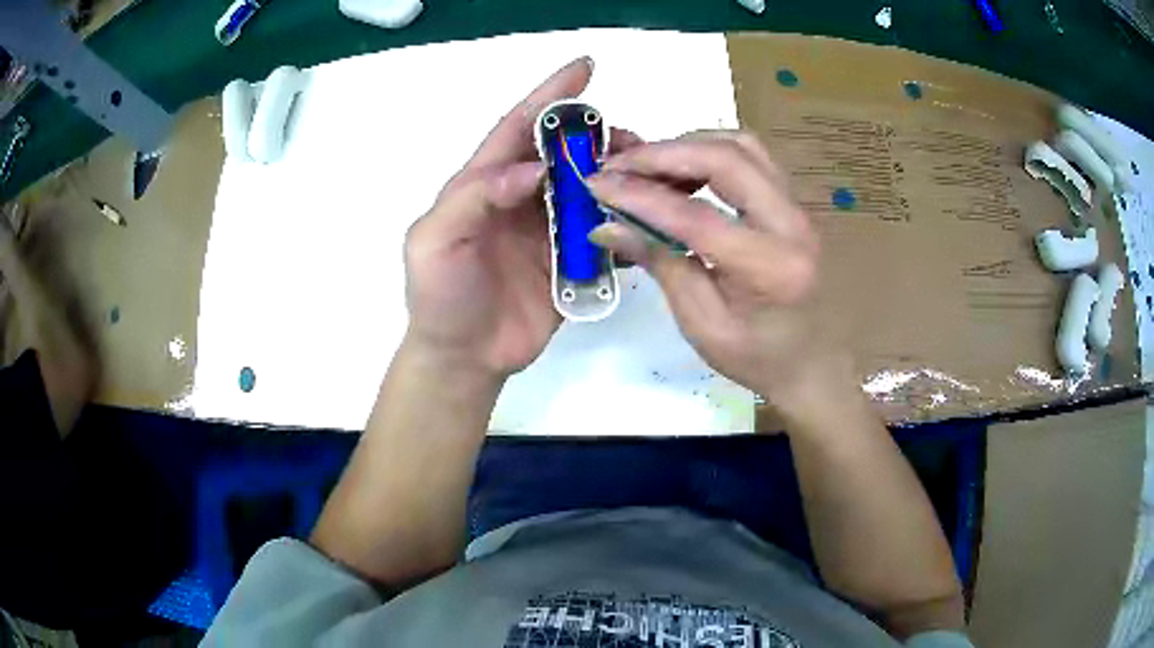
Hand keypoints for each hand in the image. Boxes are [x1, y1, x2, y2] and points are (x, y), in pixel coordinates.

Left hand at [403, 57, 642, 380]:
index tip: (585, 69)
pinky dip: (626, 219)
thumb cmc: (440, 296)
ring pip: (589, 186)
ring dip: (617, 174)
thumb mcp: (436, 240)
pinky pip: (602, 230)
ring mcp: (547, 228)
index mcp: (484, 183)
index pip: (519, 127)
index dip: (550, 95)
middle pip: (564, 152)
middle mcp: (520, 197)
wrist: (465, 357)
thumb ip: (475, 198)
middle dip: (597, 137)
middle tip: (632, 140)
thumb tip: (532, 168)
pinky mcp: (571, 259)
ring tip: (647, 173)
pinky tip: (649, 213)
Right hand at [586, 131, 840, 407]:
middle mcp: (792, 224)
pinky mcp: (792, 201)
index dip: (640, 195)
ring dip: (688, 145)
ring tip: (648, 167)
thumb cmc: (757, 357)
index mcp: (770, 267)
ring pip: (741, 145)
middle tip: (617, 166)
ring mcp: (798, 207)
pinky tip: (683, 171)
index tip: (596, 183)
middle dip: (663, 153)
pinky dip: (709, 152)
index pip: (696, 215)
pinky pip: (750, 156)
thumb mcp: (701, 323)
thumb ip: (660, 263)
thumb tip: (607, 225)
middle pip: (726, 158)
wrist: (813, 363)